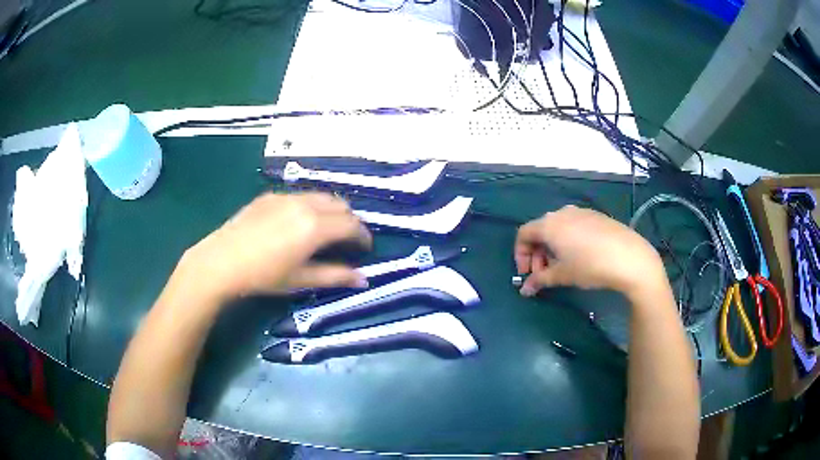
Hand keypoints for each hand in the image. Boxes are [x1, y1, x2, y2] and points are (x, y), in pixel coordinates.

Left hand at [178, 192, 371, 301]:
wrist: (221, 262)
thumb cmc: (263, 276)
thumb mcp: (300, 280)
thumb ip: (335, 276)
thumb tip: (363, 279)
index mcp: (315, 226)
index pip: (352, 225)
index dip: (364, 236)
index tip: (366, 248)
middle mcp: (305, 204)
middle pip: (340, 205)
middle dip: (350, 221)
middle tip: (348, 240)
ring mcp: (286, 197)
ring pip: (321, 196)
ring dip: (332, 210)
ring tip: (327, 229)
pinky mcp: (270, 196)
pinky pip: (301, 196)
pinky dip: (312, 205)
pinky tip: (300, 222)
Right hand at [514, 205, 664, 296]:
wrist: (630, 257)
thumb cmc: (590, 266)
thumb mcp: (562, 275)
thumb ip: (539, 281)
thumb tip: (524, 290)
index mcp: (549, 224)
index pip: (523, 234)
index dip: (520, 255)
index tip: (528, 275)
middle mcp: (562, 213)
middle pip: (540, 231)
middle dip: (537, 254)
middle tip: (544, 275)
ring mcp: (581, 212)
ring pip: (558, 229)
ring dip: (553, 248)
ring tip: (563, 268)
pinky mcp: (596, 216)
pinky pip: (574, 226)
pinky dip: (568, 241)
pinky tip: (581, 258)